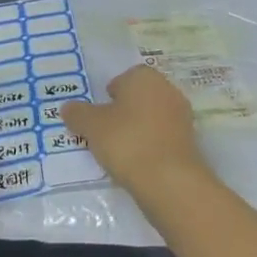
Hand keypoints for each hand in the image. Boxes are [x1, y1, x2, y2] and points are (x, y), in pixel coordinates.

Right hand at [61, 66, 210, 200]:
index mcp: (144, 77)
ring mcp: (181, 115)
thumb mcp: (92, 126)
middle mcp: (167, 89)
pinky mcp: (189, 140)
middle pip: (140, 96)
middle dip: (124, 111)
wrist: (170, 179)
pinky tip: (139, 162)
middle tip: (105, 132)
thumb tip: (67, 107)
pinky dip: (151, 145)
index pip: (124, 78)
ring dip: (138, 129)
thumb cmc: (127, 141)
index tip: (98, 115)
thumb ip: (78, 114)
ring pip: (152, 117)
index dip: (109, 95)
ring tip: (120, 151)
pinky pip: (163, 136)